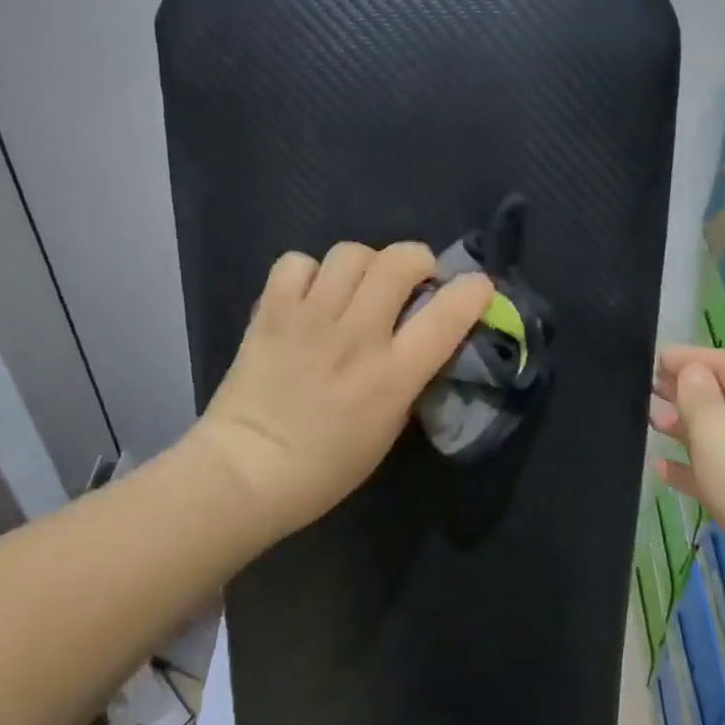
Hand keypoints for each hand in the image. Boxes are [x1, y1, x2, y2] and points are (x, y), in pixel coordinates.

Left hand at [187, 241, 494, 538]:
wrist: (246, 471)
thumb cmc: (325, 468)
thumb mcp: (388, 429)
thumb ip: (407, 379)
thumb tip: (419, 340)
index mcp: (391, 375)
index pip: (447, 316)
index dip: (472, 292)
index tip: (477, 287)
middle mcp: (356, 336)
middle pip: (399, 260)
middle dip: (417, 260)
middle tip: (411, 281)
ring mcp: (311, 318)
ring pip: (351, 252)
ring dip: (364, 265)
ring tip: (356, 287)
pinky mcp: (272, 311)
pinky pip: (297, 263)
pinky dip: (308, 273)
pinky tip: (309, 296)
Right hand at [647, 346, 724, 551]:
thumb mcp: (718, 427)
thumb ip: (697, 394)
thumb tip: (691, 372)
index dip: (689, 358)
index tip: (652, 357)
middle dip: (686, 392)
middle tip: (645, 389)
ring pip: (721, 437)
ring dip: (686, 428)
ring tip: (650, 422)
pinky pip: (720, 474)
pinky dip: (693, 468)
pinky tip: (662, 468)